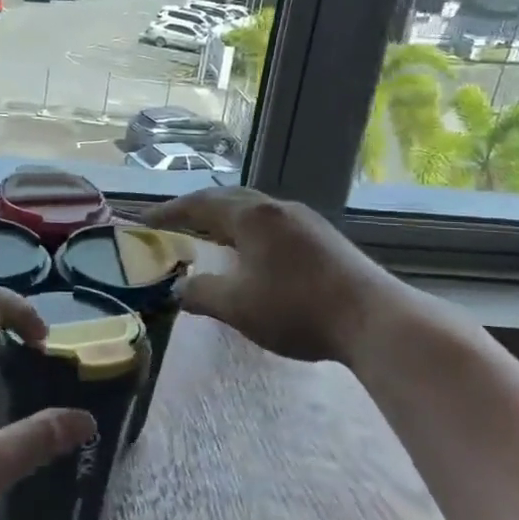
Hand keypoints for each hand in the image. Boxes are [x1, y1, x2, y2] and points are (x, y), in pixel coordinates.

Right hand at [142, 187, 405, 363]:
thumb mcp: (237, 307)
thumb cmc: (296, 309)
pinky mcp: (324, 238)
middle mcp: (277, 209)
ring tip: (210, 237)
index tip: (145, 221)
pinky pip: (274, 224)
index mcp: (252, 217)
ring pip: (255, 210)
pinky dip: (250, 232)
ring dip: (227, 220)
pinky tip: (253, 254)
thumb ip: (201, 294)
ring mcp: (305, 221)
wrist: (373, 319)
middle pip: (229, 199)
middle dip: (198, 209)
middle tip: (176, 223)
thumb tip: (178, 288)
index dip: (170, 212)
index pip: (200, 205)